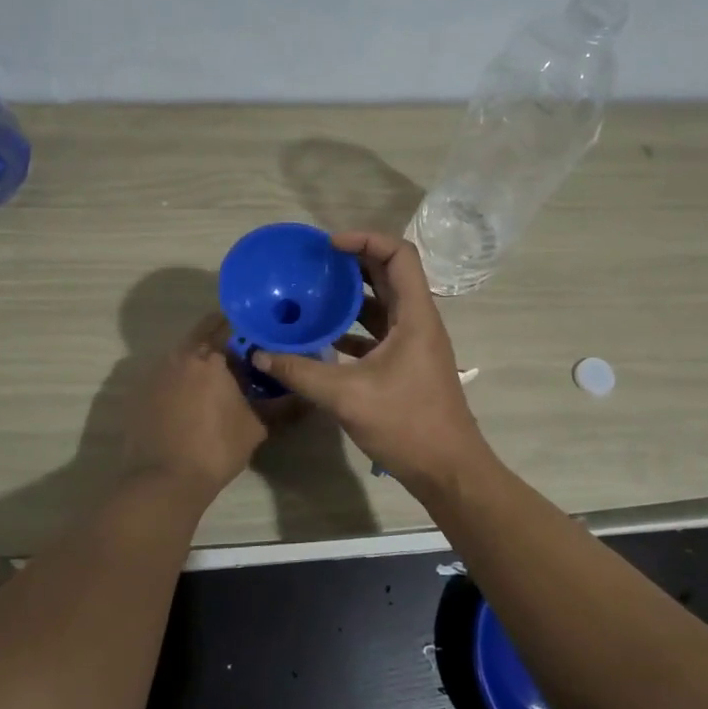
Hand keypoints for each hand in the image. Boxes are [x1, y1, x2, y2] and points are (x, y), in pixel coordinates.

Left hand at [123, 314, 273, 496]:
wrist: (164, 480)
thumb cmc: (217, 448)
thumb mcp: (256, 426)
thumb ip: (278, 404)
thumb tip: (299, 394)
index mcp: (210, 358)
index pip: (227, 325)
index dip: (243, 328)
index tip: (255, 337)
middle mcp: (180, 356)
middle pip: (201, 335)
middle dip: (219, 340)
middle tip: (238, 357)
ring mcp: (155, 374)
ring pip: (181, 355)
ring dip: (197, 361)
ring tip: (214, 381)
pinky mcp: (139, 393)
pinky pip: (165, 376)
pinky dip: (178, 380)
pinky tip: (189, 401)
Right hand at [251, 232, 493, 498]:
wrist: (447, 469)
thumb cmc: (406, 424)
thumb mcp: (347, 396)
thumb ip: (301, 372)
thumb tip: (260, 353)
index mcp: (414, 316)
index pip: (399, 255)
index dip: (366, 239)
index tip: (329, 245)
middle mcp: (418, 321)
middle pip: (390, 274)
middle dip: (354, 262)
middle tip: (316, 262)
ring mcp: (414, 343)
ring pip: (384, 303)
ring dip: (353, 294)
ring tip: (314, 291)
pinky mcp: (406, 364)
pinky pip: (379, 331)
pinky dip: (353, 327)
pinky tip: (323, 337)